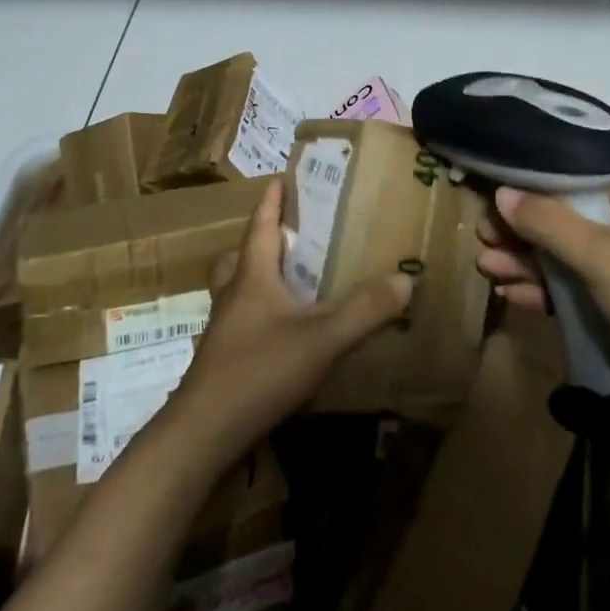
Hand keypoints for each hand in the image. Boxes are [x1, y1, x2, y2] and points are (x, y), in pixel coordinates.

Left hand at [168, 179, 412, 465]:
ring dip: (258, 278)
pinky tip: (283, 334)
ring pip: (237, 289)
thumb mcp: (321, 338)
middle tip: (289, 236)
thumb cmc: (259, 371)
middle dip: (262, 240)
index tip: (278, 178)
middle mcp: (233, 295)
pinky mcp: (222, 359)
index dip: (271, 202)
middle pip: (241, 256)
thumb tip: (405, 279)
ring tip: (289, 283)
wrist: (204, 432)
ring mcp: (224, 329)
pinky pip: (242, 321)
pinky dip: (260, 315)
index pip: (260, 226)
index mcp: (252, 276)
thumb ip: (364, 310)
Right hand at [478, 173, 609, 434]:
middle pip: (569, 217)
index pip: (583, 174)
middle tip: (482, 233)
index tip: (497, 185)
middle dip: (524, 228)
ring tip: (485, 267)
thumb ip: (548, 222)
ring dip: (528, 262)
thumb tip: (501, 193)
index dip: (538, 179)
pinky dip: (546, 291)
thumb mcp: (600, 257)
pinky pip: (577, 290)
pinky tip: (511, 295)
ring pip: (568, 256)